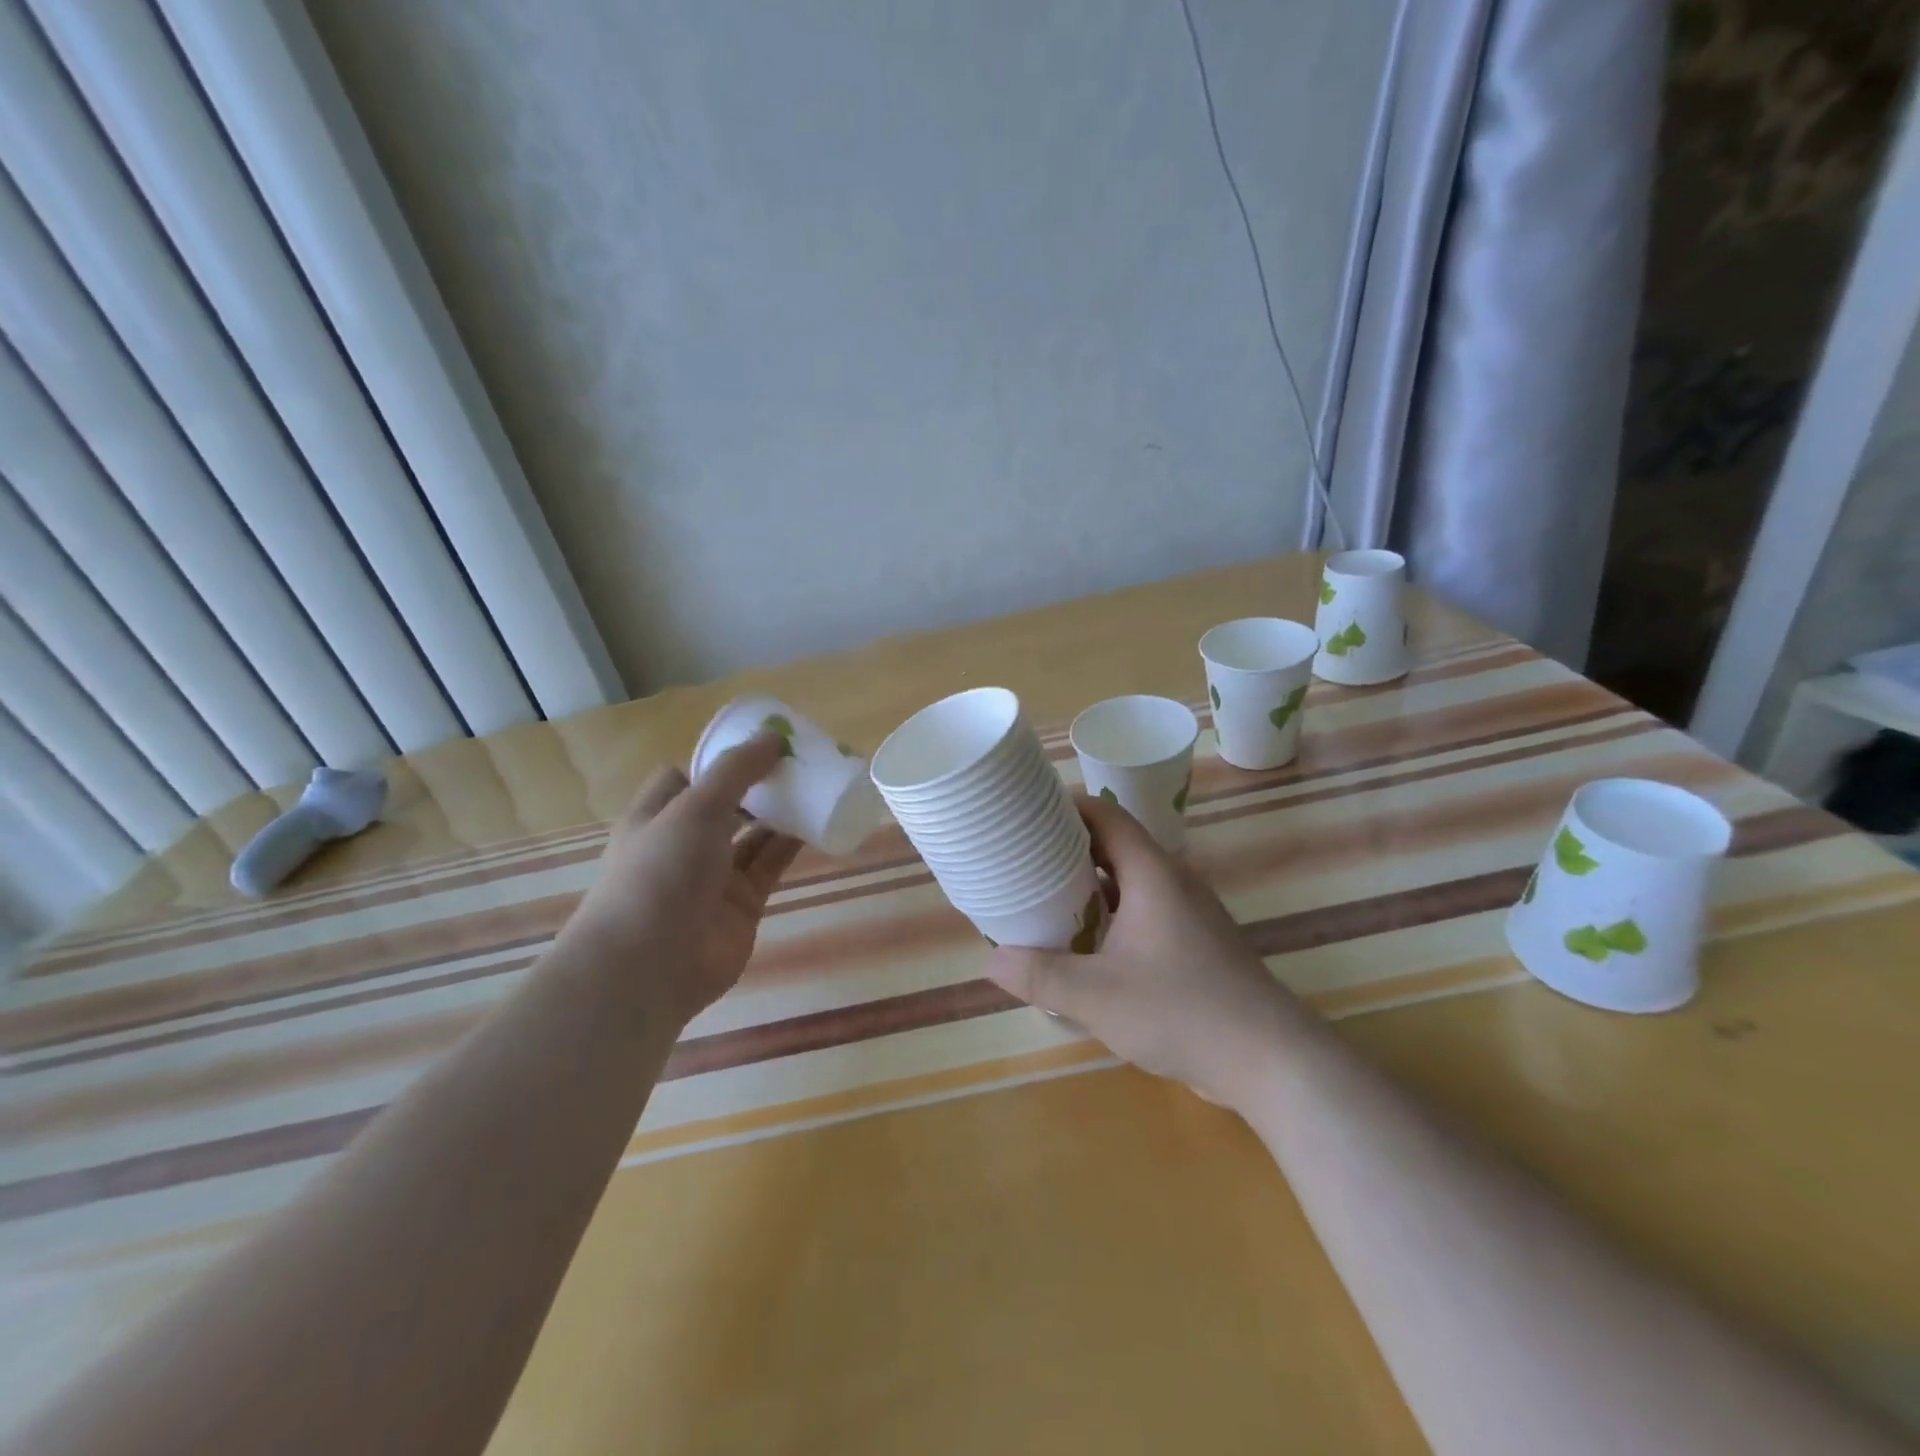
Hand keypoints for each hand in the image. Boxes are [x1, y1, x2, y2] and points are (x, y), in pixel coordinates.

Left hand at [565, 733, 801, 1026]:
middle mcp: (684, 844)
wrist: (651, 965)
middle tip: (799, 761)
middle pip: (726, 805)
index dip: (719, 760)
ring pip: (753, 835)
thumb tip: (773, 737)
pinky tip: (819, 822)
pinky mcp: (742, 903)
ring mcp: (713, 876)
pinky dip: (792, 845)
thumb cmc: (660, 872)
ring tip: (817, 785)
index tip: (759, 744)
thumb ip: (736, 771)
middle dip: (759, 785)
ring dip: (781, 813)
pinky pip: (770, 865)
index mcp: (657, 816)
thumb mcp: (695, 807)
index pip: (686, 777)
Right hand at [984, 793, 1311, 1108]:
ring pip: (1130, 881)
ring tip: (1045, 895)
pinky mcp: (1195, 943)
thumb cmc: (1181, 1011)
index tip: (1027, 812)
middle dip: (1069, 846)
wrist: (1269, 1060)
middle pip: (1116, 845)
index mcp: (1152, 874)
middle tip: (1023, 856)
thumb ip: (1040, 976)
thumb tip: (991, 962)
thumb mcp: (1096, 996)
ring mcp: (1189, 913)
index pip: (1107, 816)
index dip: (1067, 807)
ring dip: (1090, 883)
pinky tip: (1087, 942)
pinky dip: (1111, 912)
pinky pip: (1144, 909)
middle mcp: (1173, 882)